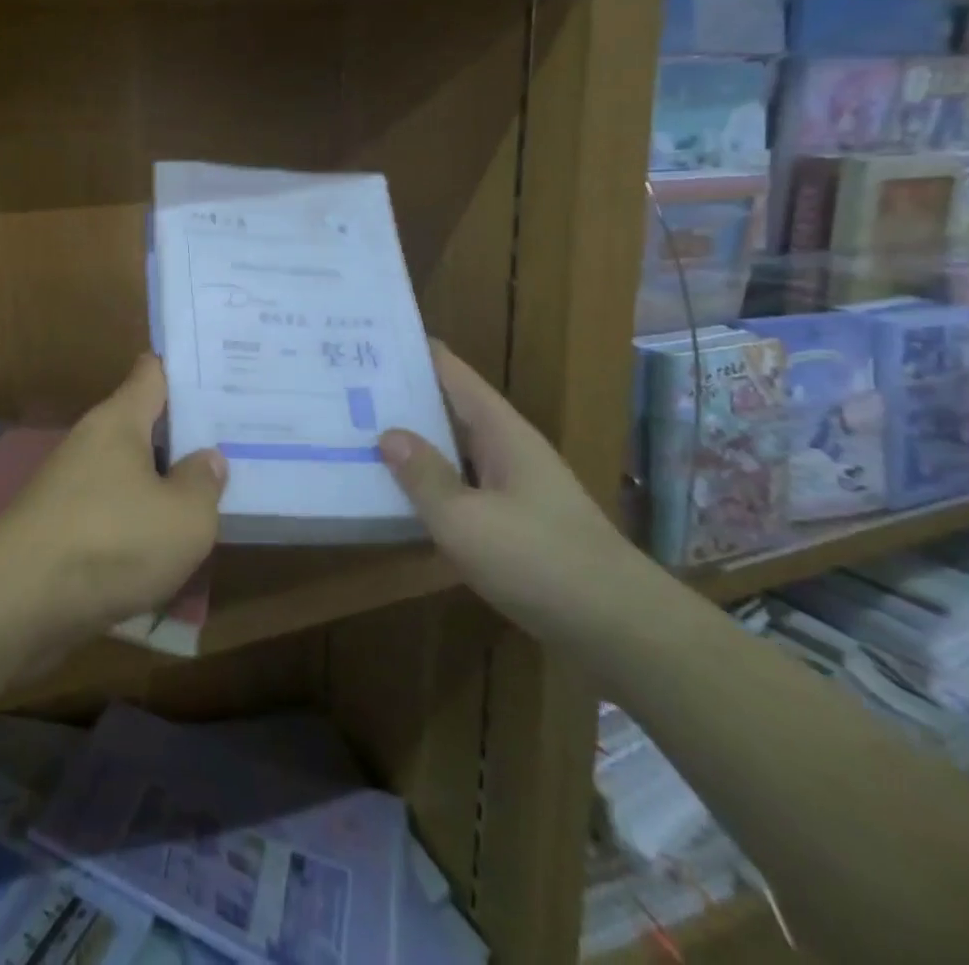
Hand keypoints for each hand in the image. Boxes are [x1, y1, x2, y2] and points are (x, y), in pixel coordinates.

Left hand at [0, 355, 226, 641]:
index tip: (219, 373)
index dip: (182, 370)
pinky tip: (166, 542)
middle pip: (142, 425)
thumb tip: (206, 458)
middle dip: (181, 434)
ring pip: (127, 472)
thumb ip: (203, 483)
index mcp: (119, 420)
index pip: (151, 373)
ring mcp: (69, 485)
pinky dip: (137, 520)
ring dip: (160, 482)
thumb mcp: (184, 517)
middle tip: (233, 438)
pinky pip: (111, 510)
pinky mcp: (59, 527)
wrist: (19, 602)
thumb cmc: (112, 541)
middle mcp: (91, 442)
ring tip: (209, 493)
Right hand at [379, 341, 635, 639]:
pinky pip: (464, 487)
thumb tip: (388, 434)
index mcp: (502, 432)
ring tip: (361, 432)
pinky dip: (432, 483)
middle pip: (452, 408)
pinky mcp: (517, 523)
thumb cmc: (539, 561)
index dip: (417, 352)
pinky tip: (399, 494)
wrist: (620, 630)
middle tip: (348, 386)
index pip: (454, 373)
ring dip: (416, 442)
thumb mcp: (465, 519)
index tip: (373, 338)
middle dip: (406, 397)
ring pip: (456, 450)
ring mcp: (516, 487)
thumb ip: (424, 476)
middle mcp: (510, 449)